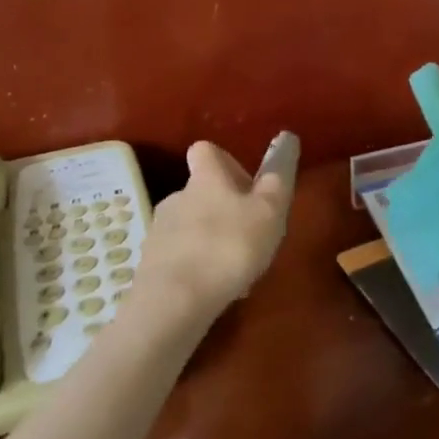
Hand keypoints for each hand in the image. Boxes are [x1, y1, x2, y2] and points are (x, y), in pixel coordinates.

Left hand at [131, 137, 294, 329]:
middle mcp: (177, 197)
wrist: (174, 301)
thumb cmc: (229, 247)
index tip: (246, 186)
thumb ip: (279, 176)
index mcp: (205, 179)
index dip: (225, 162)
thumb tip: (287, 138)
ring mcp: (160, 232)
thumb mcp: (269, 211)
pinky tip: (213, 290)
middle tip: (249, 235)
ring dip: (211, 239)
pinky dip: (196, 267)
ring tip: (234, 270)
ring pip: (190, 226)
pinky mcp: (150, 265)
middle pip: (200, 192)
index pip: (206, 150)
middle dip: (223, 209)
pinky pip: (179, 257)